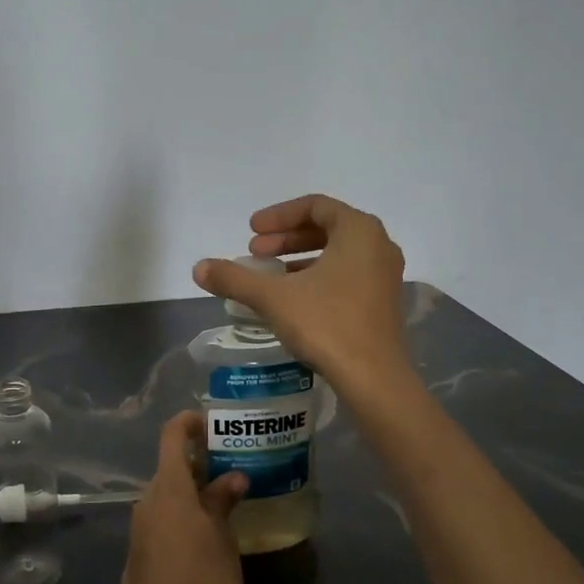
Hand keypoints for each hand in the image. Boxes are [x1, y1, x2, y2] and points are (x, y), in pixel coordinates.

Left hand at [121, 412, 246, 583]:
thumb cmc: (202, 576)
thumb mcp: (222, 537)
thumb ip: (223, 501)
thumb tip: (233, 476)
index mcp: (170, 488)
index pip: (171, 436)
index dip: (188, 423)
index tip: (208, 423)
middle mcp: (147, 500)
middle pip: (169, 469)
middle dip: (196, 466)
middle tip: (226, 473)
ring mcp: (137, 528)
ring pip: (164, 498)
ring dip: (187, 496)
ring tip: (217, 508)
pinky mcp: (135, 555)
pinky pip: (158, 524)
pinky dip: (177, 521)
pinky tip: (197, 543)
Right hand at [192, 194, 409, 388]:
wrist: (373, 378)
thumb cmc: (326, 324)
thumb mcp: (274, 297)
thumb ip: (235, 278)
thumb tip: (198, 268)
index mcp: (359, 230)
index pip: (315, 206)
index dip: (278, 216)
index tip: (250, 232)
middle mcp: (378, 245)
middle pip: (327, 227)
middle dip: (286, 238)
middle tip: (255, 253)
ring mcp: (385, 275)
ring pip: (338, 252)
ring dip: (300, 257)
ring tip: (270, 275)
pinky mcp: (383, 302)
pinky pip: (347, 273)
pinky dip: (318, 276)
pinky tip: (293, 298)